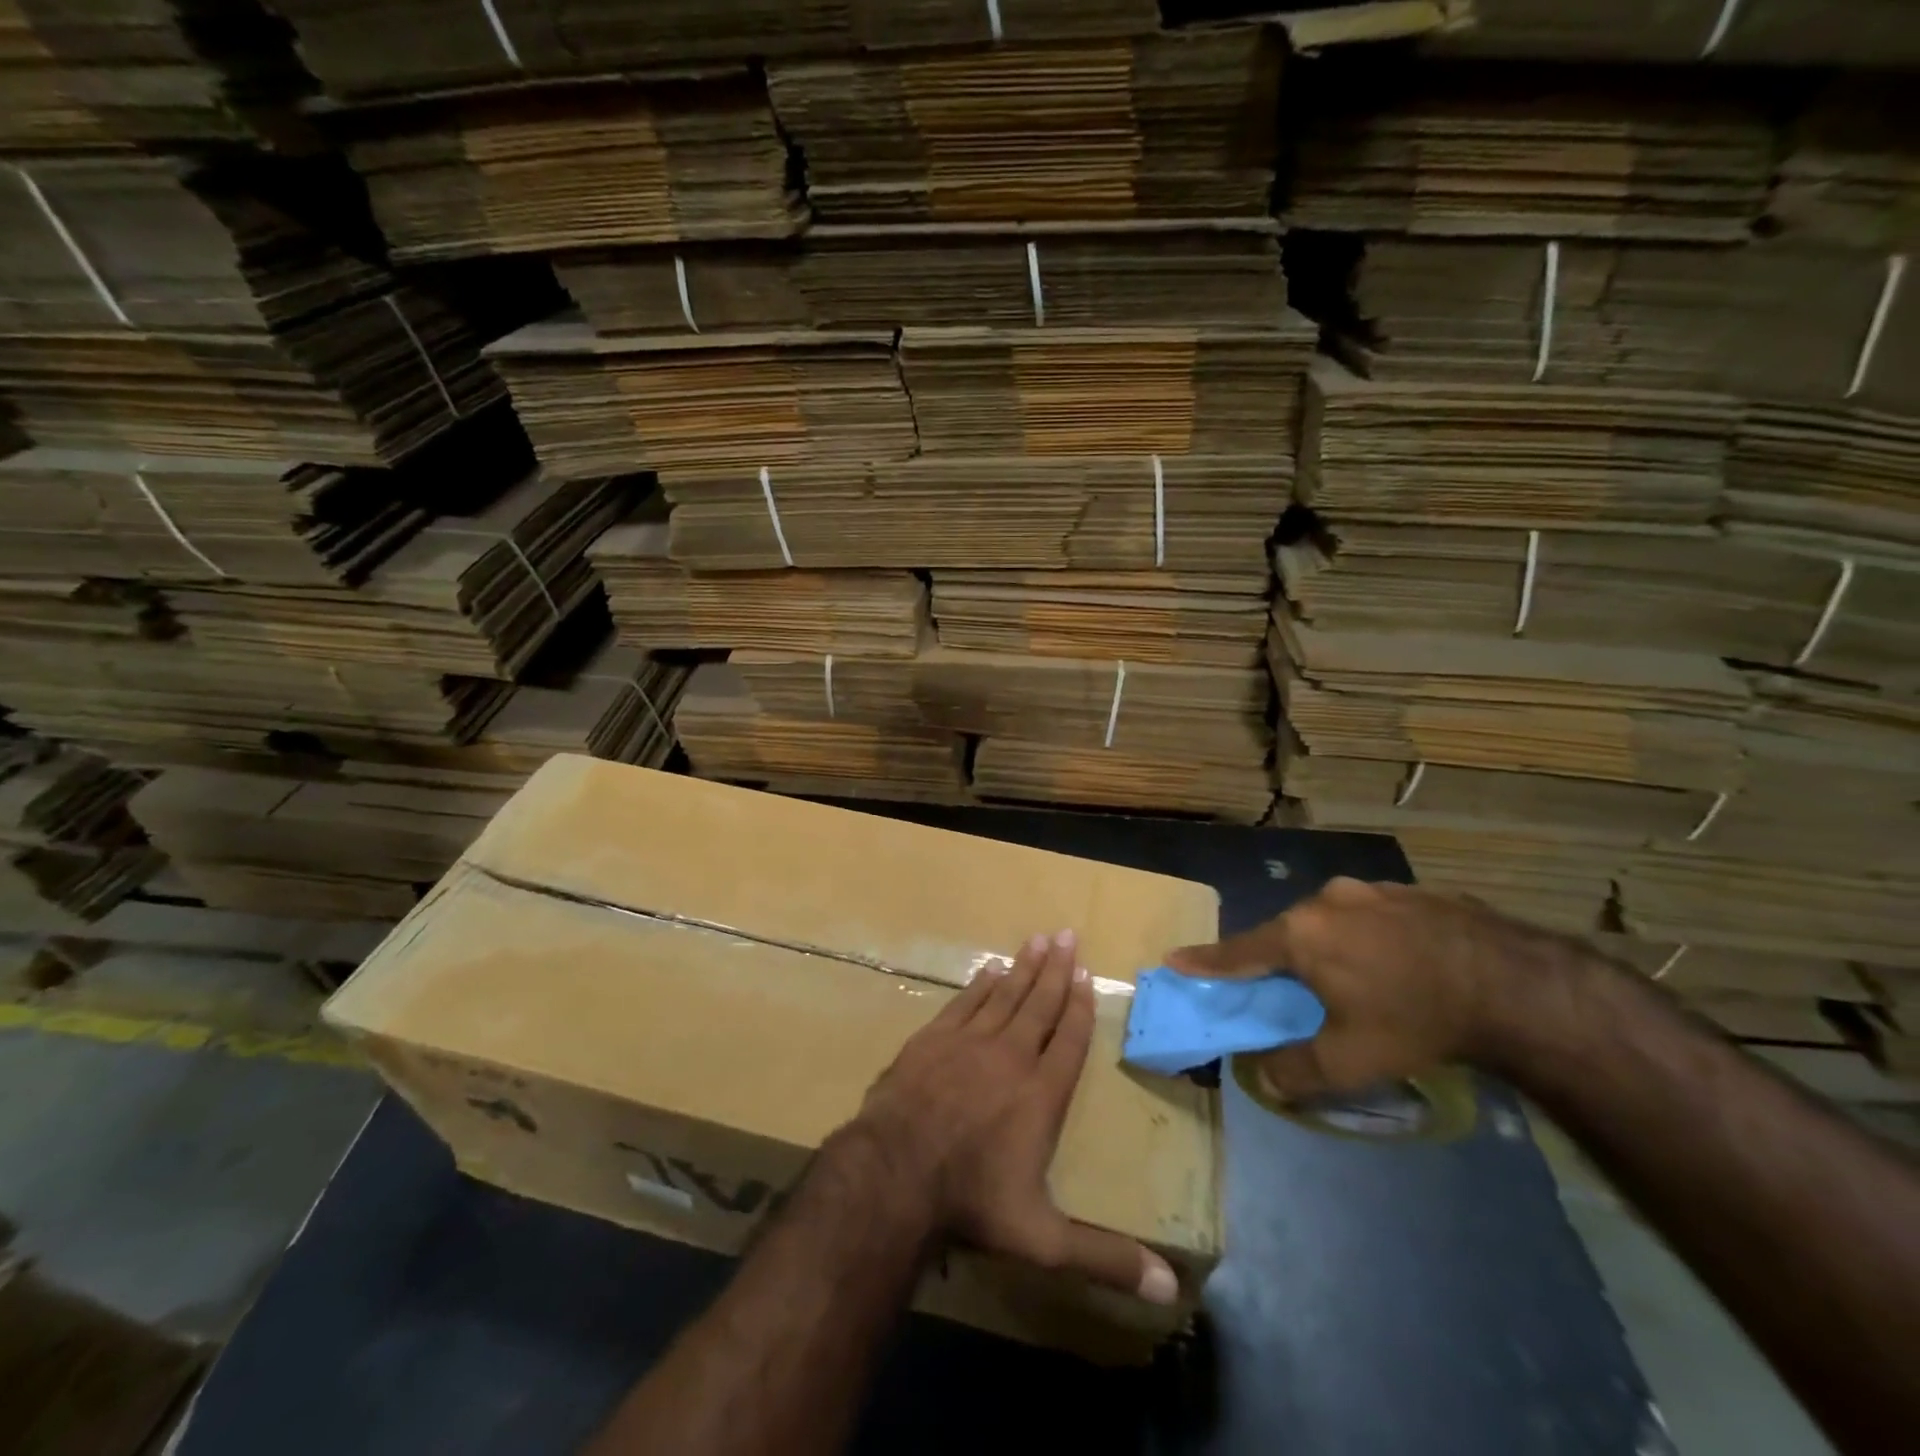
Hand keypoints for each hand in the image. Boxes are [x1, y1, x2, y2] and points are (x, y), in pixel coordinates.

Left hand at [846, 928, 1179, 1304]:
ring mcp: (968, 1042)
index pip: (1068, 1040)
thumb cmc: (972, 1201)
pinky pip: (963, 1002)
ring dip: (1023, 966)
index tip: (1086, 974)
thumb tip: (1171, 1292)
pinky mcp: (932, 1039)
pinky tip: (988, 968)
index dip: (1079, 1006)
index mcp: (1041, 1094)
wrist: (894, 1172)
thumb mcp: (1043, 1239)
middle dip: (1056, 969)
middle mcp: (1010, 1056)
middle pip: (1039, 1004)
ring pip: (1003, 994)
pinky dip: (979, 983)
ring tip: (1037, 938)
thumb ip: (1103, 1257)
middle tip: (1066, 934)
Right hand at [1165, 877, 1579, 1097]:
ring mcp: (1371, 890)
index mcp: (1301, 935)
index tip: (1174, 959)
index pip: (1239, 952)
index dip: (1205, 960)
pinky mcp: (1411, 890)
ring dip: (1331, 946)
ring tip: (1359, 979)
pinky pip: (1371, 914)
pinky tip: (1400, 962)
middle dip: (1283, 959)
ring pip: (1332, 920)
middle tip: (1293, 988)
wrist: (1513, 984)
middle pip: (1288, 933)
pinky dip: (1369, 937)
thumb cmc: (1416, 1019)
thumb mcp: (1352, 1059)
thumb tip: (1261, 1079)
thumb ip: (1297, 1070)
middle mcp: (1327, 901)